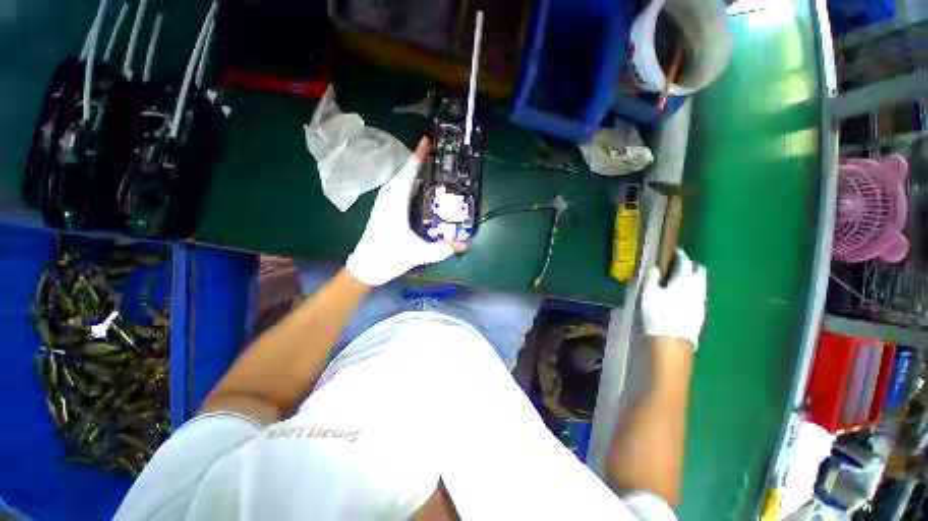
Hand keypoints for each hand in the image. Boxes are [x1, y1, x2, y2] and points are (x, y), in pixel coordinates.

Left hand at [346, 138, 463, 285]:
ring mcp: (385, 202)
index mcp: (395, 201)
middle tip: (439, 153)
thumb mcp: (417, 254)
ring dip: (415, 169)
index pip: (408, 172)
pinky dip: (410, 181)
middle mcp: (388, 197)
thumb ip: (441, 249)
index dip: (418, 155)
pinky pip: (399, 188)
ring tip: (433, 165)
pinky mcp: (385, 209)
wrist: (365, 268)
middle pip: (404, 171)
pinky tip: (422, 187)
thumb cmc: (387, 257)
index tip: (428, 140)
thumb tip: (464, 244)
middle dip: (420, 159)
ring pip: (401, 178)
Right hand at [641, 248, 706, 349]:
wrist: (673, 340)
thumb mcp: (649, 293)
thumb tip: (655, 267)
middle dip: (690, 265)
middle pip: (698, 270)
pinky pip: (698, 294)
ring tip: (680, 279)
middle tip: (678, 265)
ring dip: (692, 278)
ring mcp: (701, 300)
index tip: (674, 251)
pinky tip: (683, 295)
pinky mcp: (700, 311)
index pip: (685, 261)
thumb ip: (652, 278)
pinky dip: (692, 289)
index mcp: (684, 279)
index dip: (680, 254)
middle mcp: (697, 287)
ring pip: (700, 283)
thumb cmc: (659, 313)